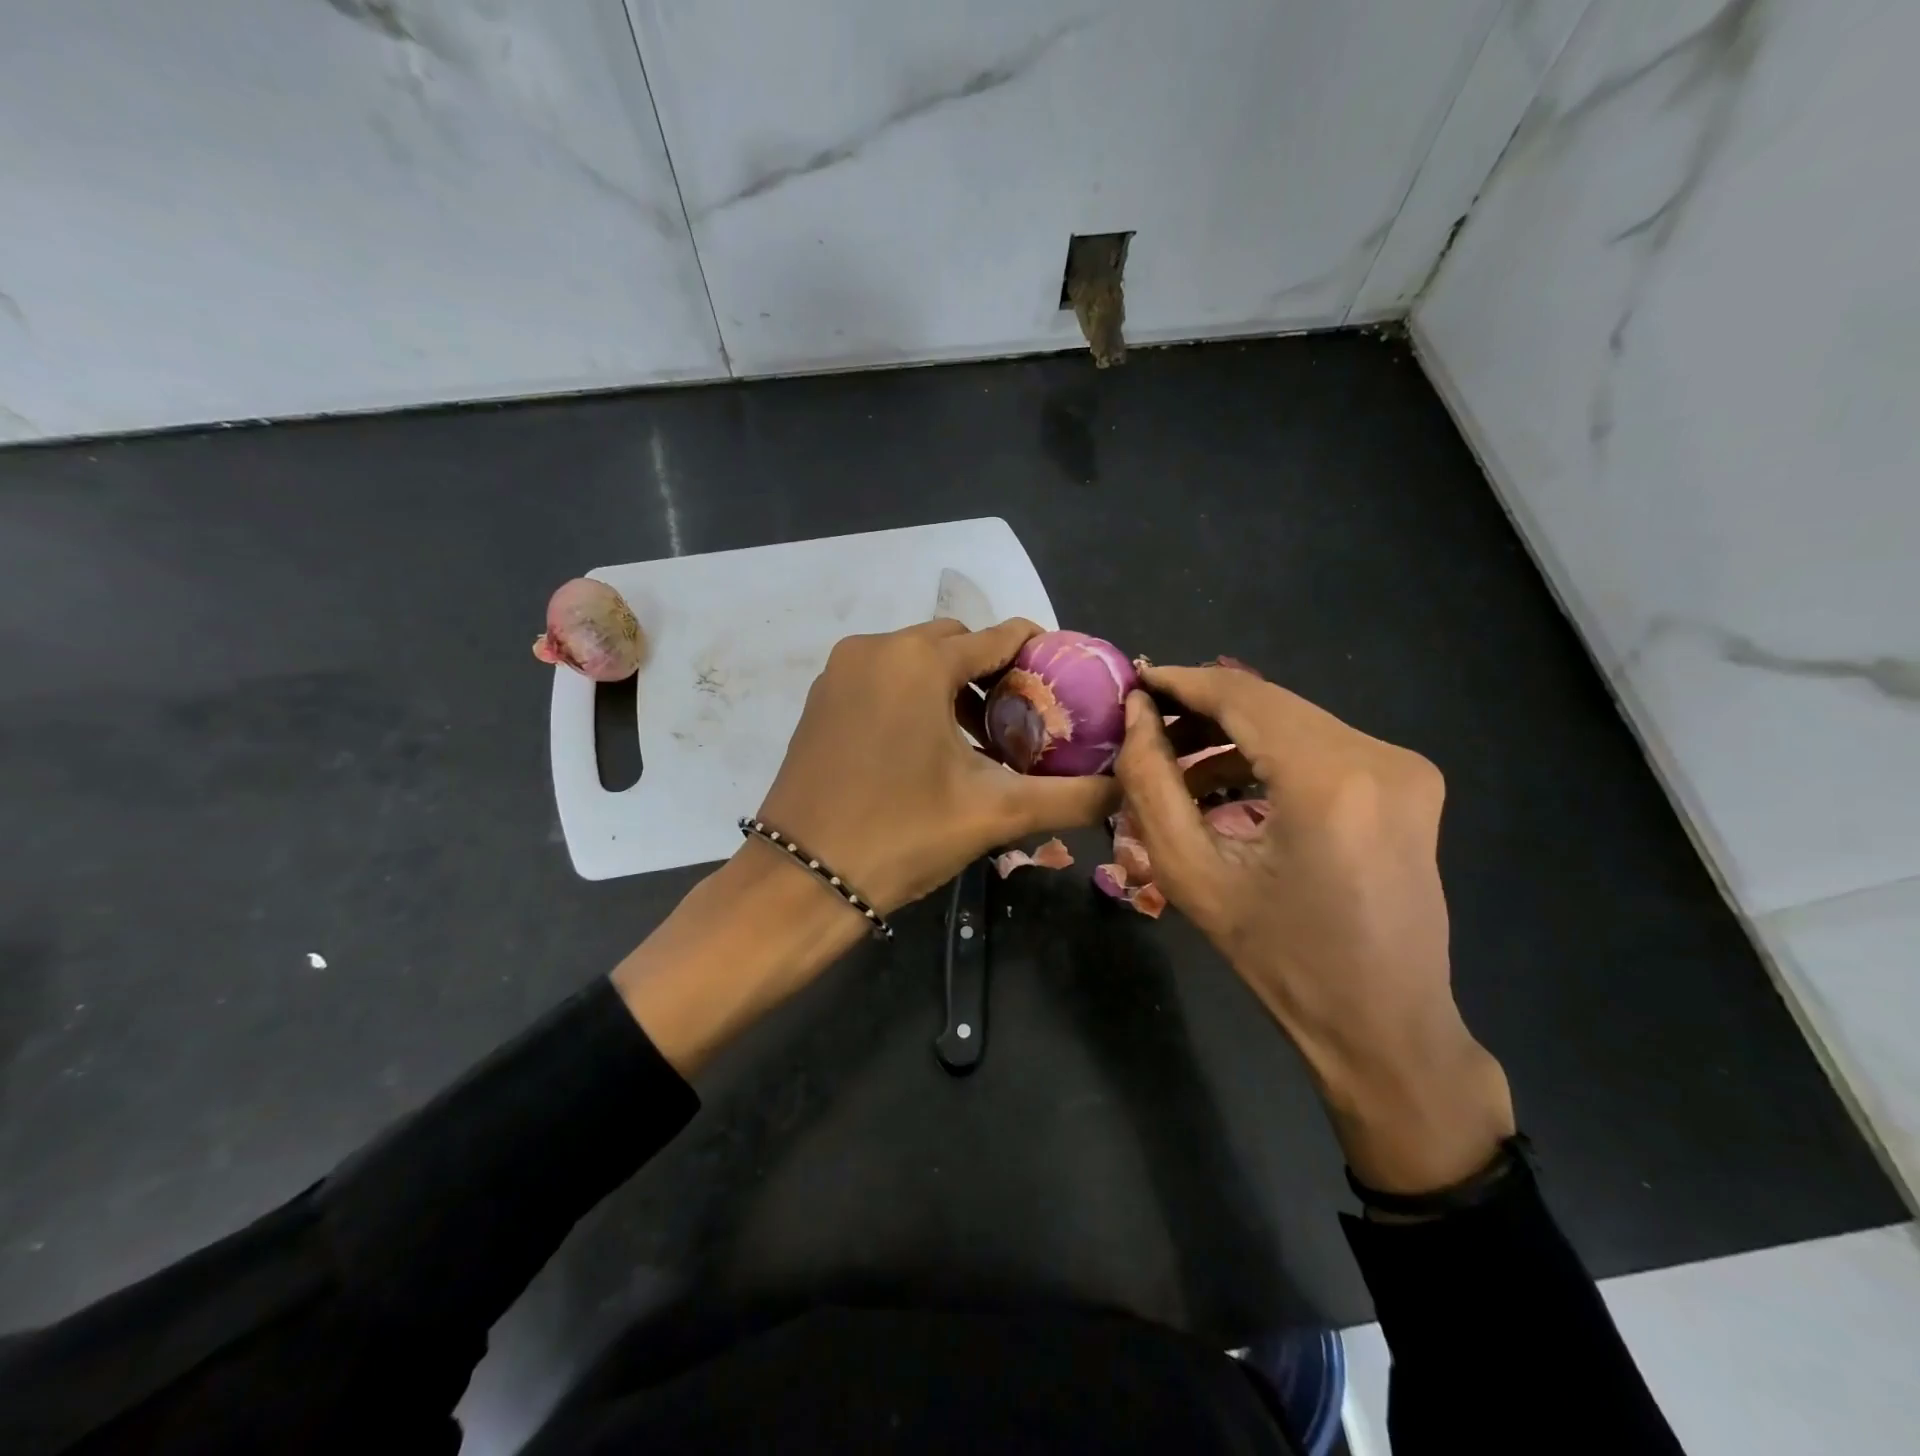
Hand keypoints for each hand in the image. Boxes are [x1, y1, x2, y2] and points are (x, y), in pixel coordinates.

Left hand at [759, 618, 1119, 914]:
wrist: (801, 880)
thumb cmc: (900, 834)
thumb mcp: (994, 812)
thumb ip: (1071, 797)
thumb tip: (1127, 789)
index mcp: (919, 659)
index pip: (1001, 636)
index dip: (1042, 656)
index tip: (1068, 687)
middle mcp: (876, 648)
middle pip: (957, 643)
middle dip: (995, 674)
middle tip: (1025, 722)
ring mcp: (840, 672)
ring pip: (917, 660)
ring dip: (953, 687)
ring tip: (984, 739)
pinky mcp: (821, 699)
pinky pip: (883, 679)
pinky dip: (914, 697)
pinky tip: (932, 746)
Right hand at [1115, 663, 1513, 1192]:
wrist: (1384, 1025)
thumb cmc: (1279, 960)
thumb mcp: (1193, 874)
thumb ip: (1151, 784)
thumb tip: (1137, 716)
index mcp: (1328, 780)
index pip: (1240, 695)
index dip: (1181, 681)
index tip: (1134, 679)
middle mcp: (1378, 756)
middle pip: (1269, 702)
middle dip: (1201, 709)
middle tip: (1145, 727)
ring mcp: (1404, 767)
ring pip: (1294, 720)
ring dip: (1232, 734)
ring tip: (1177, 766)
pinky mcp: (1410, 782)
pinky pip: (1321, 744)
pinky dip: (1269, 753)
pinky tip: (1229, 784)